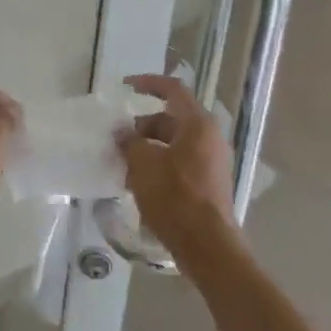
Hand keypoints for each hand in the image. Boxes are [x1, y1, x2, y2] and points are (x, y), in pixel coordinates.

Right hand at [117, 74, 237, 261]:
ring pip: (174, 143)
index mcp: (198, 124)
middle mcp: (209, 137)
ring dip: (148, 148)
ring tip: (124, 165)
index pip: (173, 90)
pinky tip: (139, 183)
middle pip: (171, 119)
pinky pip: (180, 162)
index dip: (148, 83)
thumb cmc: (175, 197)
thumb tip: (123, 133)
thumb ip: (130, 142)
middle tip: (118, 141)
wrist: (207, 246)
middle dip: (142, 127)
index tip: (125, 87)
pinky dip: (160, 164)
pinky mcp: (209, 183)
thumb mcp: (143, 165)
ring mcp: (212, 161)